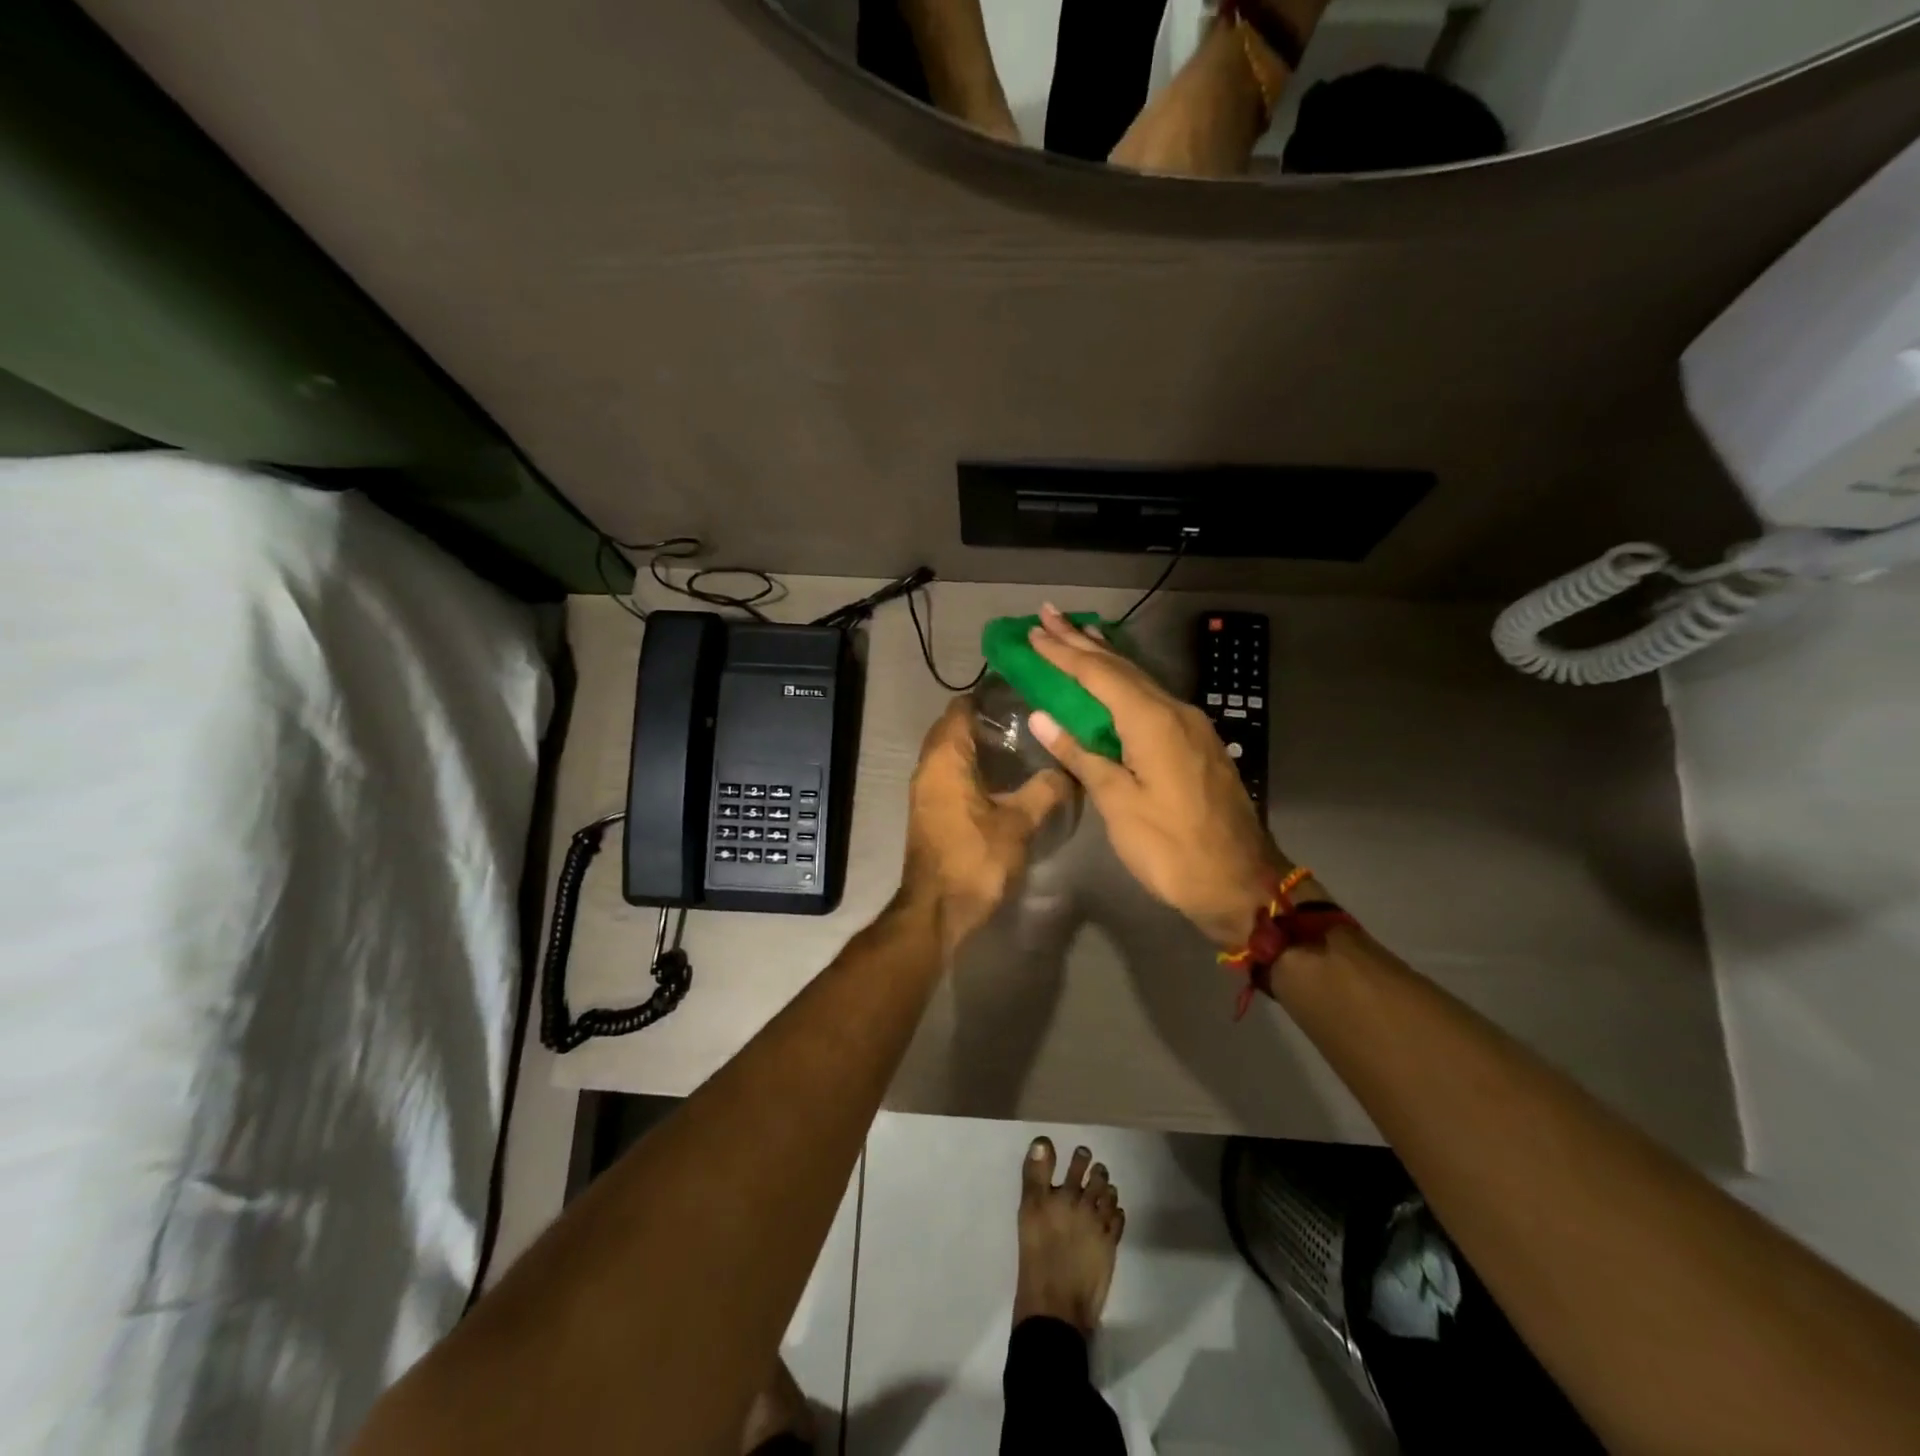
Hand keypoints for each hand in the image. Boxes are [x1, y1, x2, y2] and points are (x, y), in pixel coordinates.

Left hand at [900, 698, 1071, 948]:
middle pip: (951, 729)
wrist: (937, 910)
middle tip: (1024, 718)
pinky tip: (1001, 779)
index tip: (1018, 694)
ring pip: (948, 754)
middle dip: (983, 720)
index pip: (959, 710)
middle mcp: (927, 768)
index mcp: (945, 759)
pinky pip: (947, 775)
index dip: (985, 698)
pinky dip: (969, 768)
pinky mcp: (928, 812)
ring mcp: (924, 791)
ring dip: (975, 746)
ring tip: (1018, 744)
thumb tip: (1067, 768)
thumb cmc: (975, 859)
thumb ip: (1044, 791)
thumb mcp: (1019, 824)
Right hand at [1025, 604, 1296, 946]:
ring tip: (1078, 633)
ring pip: (1140, 680)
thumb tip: (1042, 717)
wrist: (1241, 882)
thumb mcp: (1118, 804)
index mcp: (1152, 721)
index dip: (1063, 653)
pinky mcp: (1197, 743)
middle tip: (1049, 615)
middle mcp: (1174, 711)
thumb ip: (1080, 755)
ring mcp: (1191, 726)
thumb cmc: (1171, 848)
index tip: (1033, 631)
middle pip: (1121, 667)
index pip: (1098, 675)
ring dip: (1105, 657)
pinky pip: (1152, 699)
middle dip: (1082, 641)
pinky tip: (1115, 681)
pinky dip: (1125, 682)